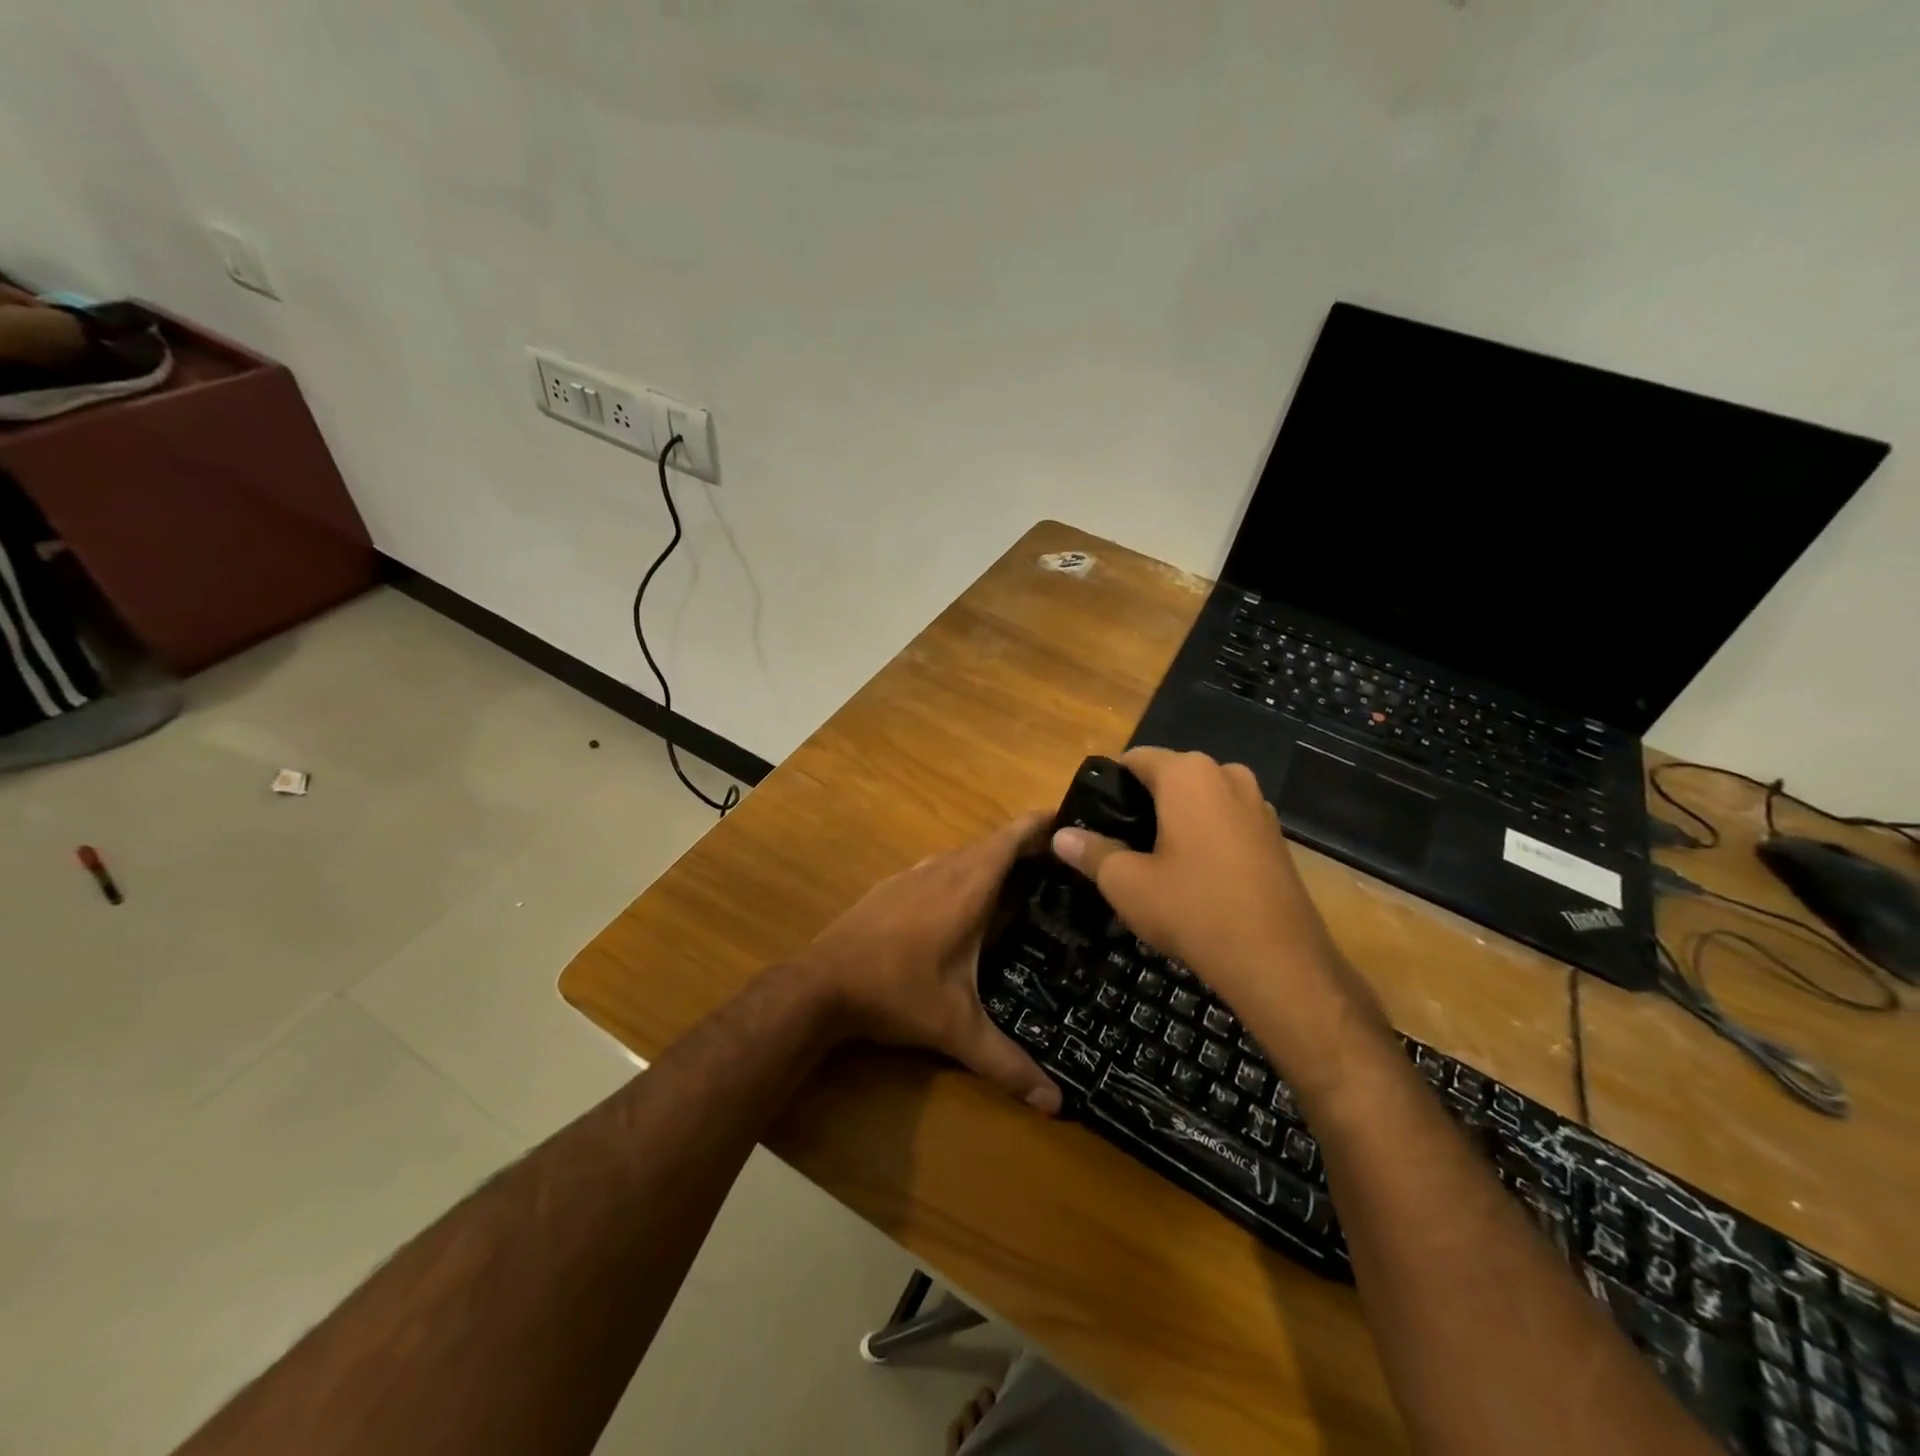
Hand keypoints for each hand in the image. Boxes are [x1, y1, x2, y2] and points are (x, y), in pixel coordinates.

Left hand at [798, 814, 1062, 1113]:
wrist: (820, 985)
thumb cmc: (896, 994)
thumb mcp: (956, 1029)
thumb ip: (1007, 1063)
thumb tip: (1057, 1106)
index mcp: (968, 887)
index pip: (1013, 837)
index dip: (1043, 824)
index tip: (1073, 822)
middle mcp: (943, 869)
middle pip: (994, 842)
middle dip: (1028, 846)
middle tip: (1065, 866)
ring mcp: (913, 874)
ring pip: (965, 855)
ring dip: (994, 860)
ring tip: (1025, 883)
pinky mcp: (893, 885)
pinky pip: (941, 867)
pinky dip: (965, 873)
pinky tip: (968, 905)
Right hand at [1051, 747, 1386, 1095]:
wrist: (1277, 960)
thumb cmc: (1192, 908)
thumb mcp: (1126, 883)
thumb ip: (1091, 852)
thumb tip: (1060, 836)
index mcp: (1188, 774)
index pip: (1136, 759)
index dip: (1110, 786)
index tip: (1095, 819)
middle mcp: (1227, 775)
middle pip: (1170, 777)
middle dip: (1143, 804)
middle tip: (1120, 845)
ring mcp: (1258, 805)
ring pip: (1201, 800)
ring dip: (1176, 821)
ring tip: (1155, 863)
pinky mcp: (1275, 836)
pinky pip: (1227, 822)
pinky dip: (1206, 837)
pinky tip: (1195, 877)